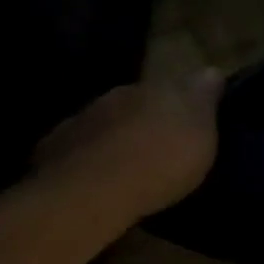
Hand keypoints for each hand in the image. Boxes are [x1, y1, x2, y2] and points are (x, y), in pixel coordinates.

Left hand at [32, 70, 223, 223]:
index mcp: (159, 87)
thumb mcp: (202, 132)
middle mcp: (120, 94)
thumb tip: (211, 70)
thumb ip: (204, 99)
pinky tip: (96, 175)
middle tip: (162, 140)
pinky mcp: (53, 146)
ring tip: (128, 162)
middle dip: (150, 115)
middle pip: (140, 99)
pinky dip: (89, 155)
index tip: (196, 114)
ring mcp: (82, 118)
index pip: (180, 83)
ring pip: (108, 120)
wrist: (88, 193)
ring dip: (118, 134)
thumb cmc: (161, 160)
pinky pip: (78, 146)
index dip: (188, 98)